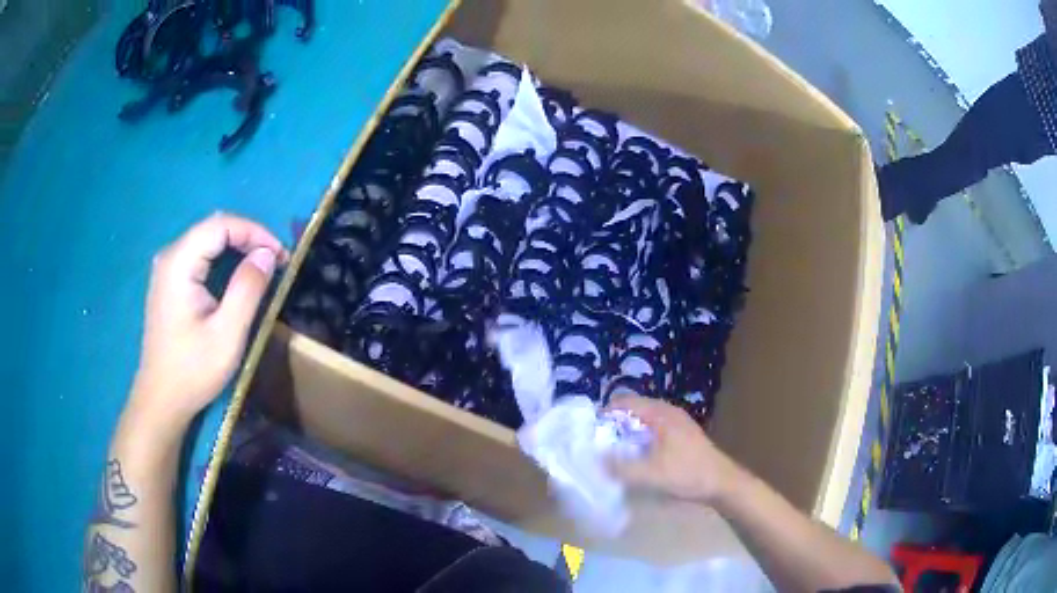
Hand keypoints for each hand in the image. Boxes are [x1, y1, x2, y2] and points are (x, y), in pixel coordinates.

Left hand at [128, 213, 286, 429]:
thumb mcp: (227, 334)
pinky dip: (222, 259)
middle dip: (248, 238)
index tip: (280, 255)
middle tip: (275, 262)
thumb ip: (247, 289)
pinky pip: (199, 256)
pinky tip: (236, 276)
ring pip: (206, 240)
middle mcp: (169, 257)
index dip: (255, 231)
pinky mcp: (168, 283)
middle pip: (213, 228)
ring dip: (236, 247)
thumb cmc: (193, 370)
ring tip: (261, 268)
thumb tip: (267, 253)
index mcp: (179, 263)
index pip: (220, 225)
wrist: (161, 399)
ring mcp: (166, 269)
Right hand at [605, 395, 743, 503]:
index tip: (590, 433)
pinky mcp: (681, 434)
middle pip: (632, 410)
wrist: (721, 483)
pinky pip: (652, 429)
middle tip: (598, 444)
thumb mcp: (650, 475)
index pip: (624, 402)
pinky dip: (639, 438)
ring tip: (613, 452)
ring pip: (642, 420)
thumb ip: (620, 468)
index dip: (604, 414)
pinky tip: (636, 457)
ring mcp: (676, 422)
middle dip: (614, 425)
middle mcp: (668, 412)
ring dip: (627, 433)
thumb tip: (593, 459)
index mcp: (660, 414)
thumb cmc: (687, 474)